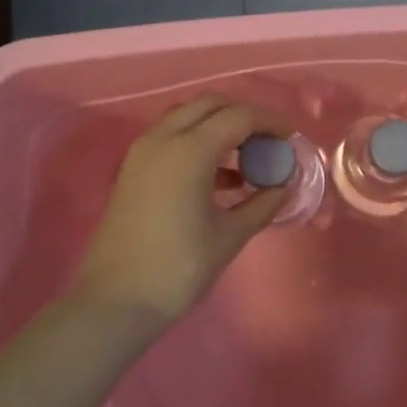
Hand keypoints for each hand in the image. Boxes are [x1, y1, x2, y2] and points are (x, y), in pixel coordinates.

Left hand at [68, 97, 290, 331]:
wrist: (115, 301)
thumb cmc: (178, 268)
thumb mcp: (229, 236)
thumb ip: (261, 205)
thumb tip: (284, 187)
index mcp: (189, 150)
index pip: (238, 116)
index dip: (270, 122)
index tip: (291, 137)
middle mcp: (163, 139)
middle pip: (210, 105)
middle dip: (244, 115)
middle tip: (269, 140)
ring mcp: (143, 152)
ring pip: (187, 117)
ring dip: (218, 125)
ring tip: (247, 157)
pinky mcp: (133, 169)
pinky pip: (171, 137)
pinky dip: (198, 141)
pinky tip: (220, 177)